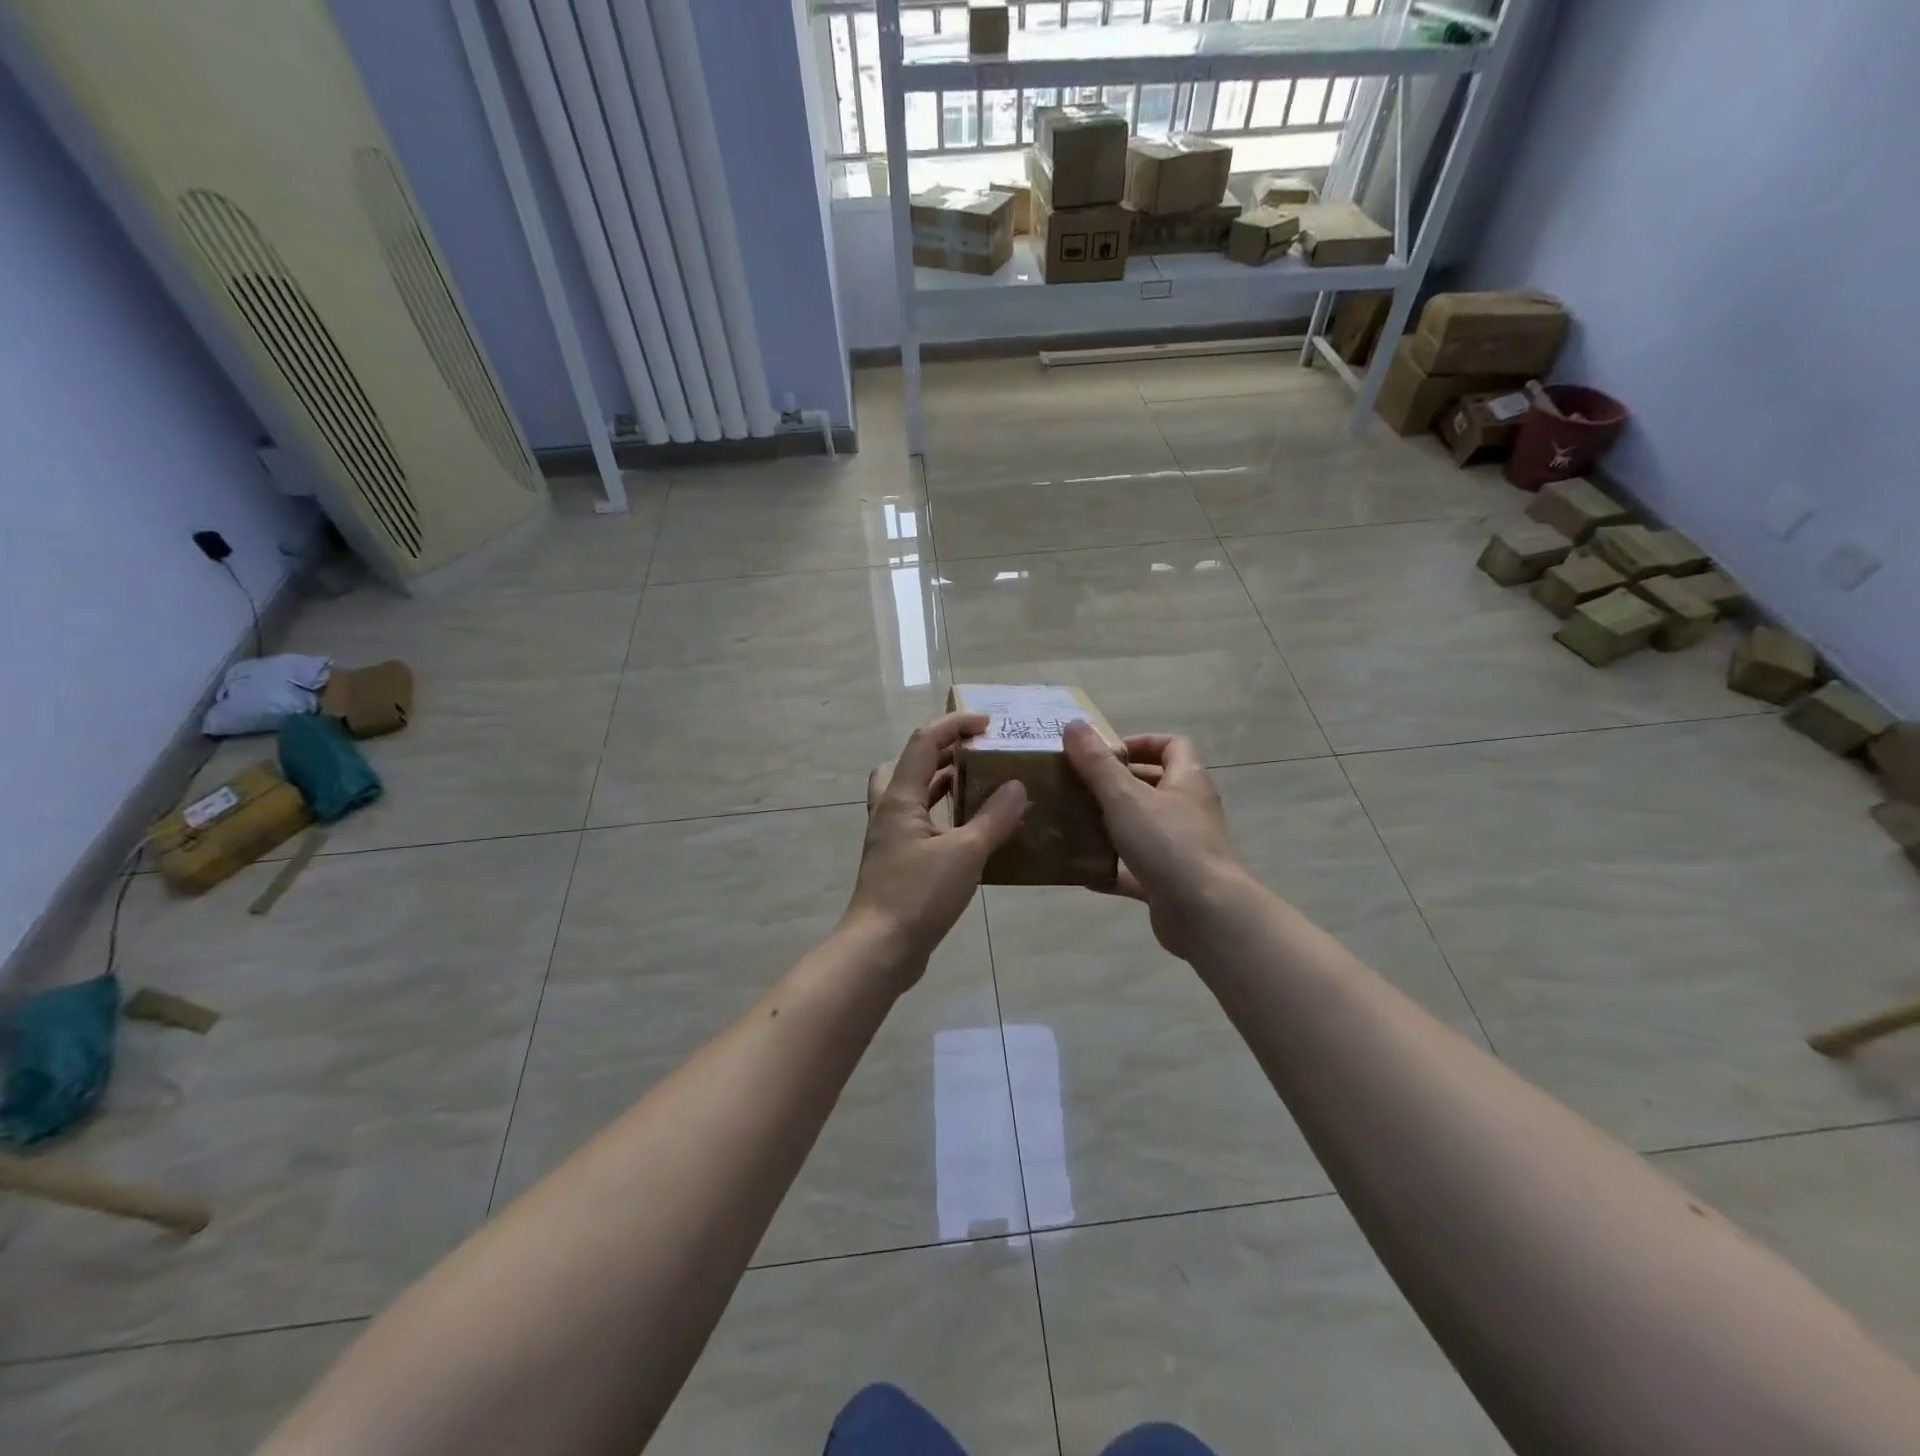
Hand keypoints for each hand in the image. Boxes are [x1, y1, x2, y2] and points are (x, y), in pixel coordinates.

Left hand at [842, 713, 1027, 981]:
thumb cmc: (918, 895)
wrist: (880, 950)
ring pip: (914, 793)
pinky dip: (944, 814)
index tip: (988, 724)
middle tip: (980, 752)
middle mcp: (891, 810)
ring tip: (980, 783)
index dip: (955, 725)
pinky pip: (922, 822)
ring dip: (943, 781)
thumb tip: (1017, 785)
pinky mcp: (898, 860)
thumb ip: (994, 817)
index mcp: (900, 798)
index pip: (924, 741)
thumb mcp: (966, 853)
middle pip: (912, 762)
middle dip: (946, 749)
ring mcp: (891, 837)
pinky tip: (972, 829)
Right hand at [1063, 723, 1247, 960]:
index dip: (1140, 742)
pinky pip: (1136, 870)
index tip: (1104, 753)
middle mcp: (1189, 810)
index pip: (1171, 745)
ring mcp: (1181, 848)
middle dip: (1117, 783)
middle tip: (1080, 786)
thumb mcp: (1124, 796)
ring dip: (1112, 825)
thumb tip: (1073, 724)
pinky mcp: (1170, 882)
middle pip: (1155, 785)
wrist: (1205, 913)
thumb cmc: (1168, 843)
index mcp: (1187, 781)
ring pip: (1143, 828)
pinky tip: (1082, 871)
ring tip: (1074, 822)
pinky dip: (1111, 869)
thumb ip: (1096, 763)